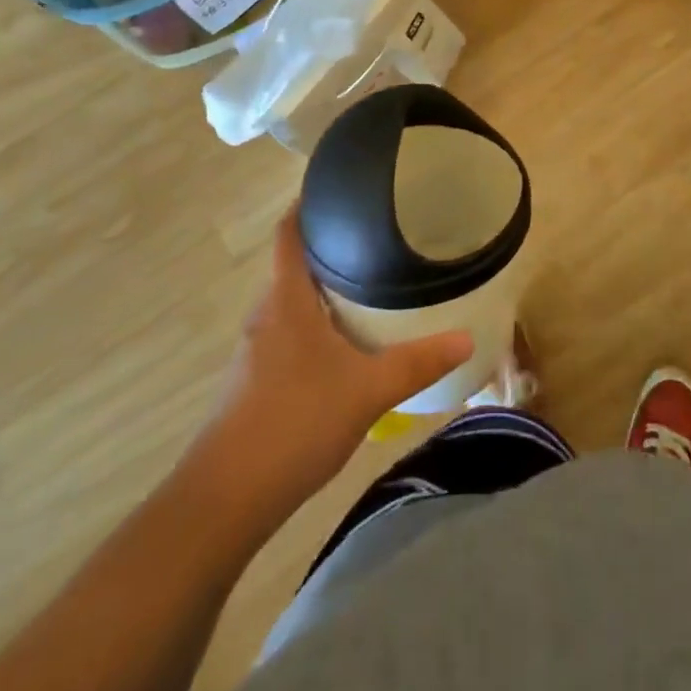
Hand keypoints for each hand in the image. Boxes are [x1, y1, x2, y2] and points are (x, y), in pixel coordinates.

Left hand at [200, 205, 472, 500]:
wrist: (222, 502)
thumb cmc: (294, 424)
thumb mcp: (368, 390)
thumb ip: (418, 361)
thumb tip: (468, 337)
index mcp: (287, 300)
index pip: (289, 233)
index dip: (307, 204)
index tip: (340, 187)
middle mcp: (266, 316)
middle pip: (295, 266)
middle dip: (332, 249)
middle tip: (378, 236)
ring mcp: (256, 351)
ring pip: (293, 303)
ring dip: (324, 290)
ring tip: (370, 284)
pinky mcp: (254, 383)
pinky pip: (289, 334)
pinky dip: (316, 325)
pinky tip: (345, 345)